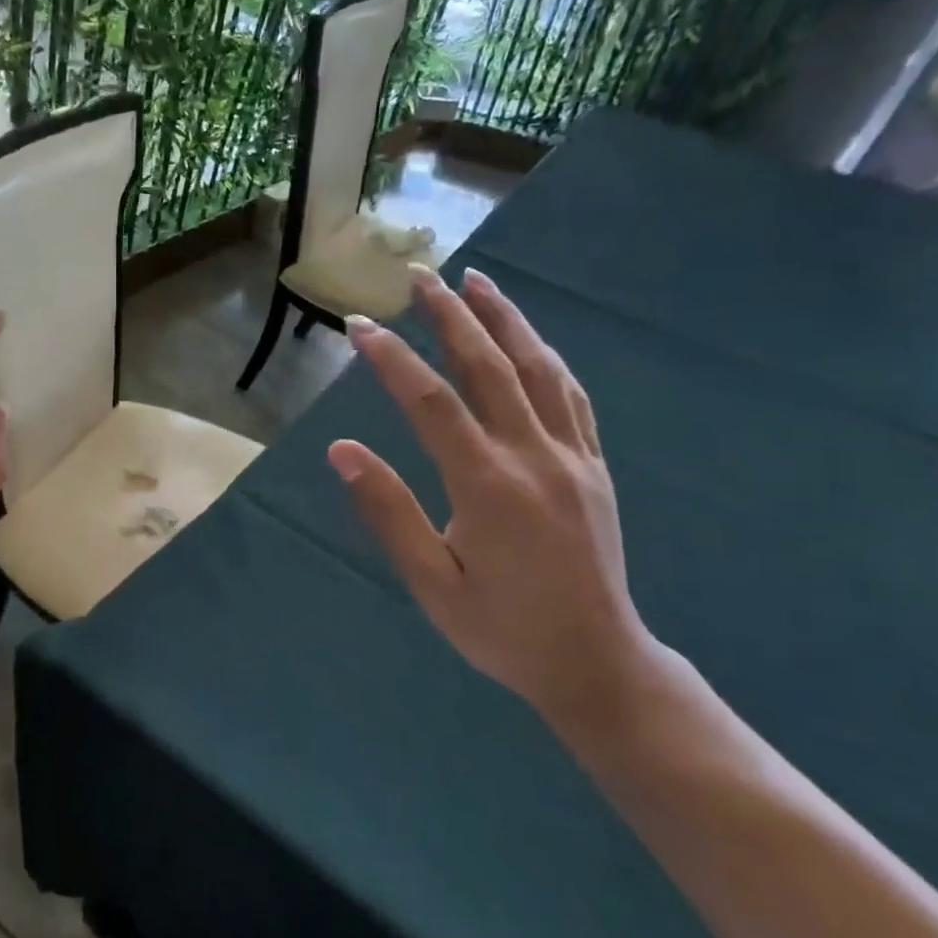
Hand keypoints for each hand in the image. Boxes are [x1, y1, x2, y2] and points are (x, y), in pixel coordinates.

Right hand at [328, 265, 657, 722]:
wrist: (595, 662)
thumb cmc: (501, 629)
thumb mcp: (430, 582)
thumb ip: (388, 511)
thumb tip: (342, 450)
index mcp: (488, 485)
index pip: (430, 402)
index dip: (391, 359)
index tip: (359, 325)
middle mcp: (534, 456)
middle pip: (489, 367)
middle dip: (451, 316)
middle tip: (420, 275)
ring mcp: (573, 457)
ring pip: (538, 370)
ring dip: (505, 319)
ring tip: (476, 281)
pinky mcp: (594, 466)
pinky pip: (572, 397)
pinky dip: (545, 358)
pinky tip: (529, 341)